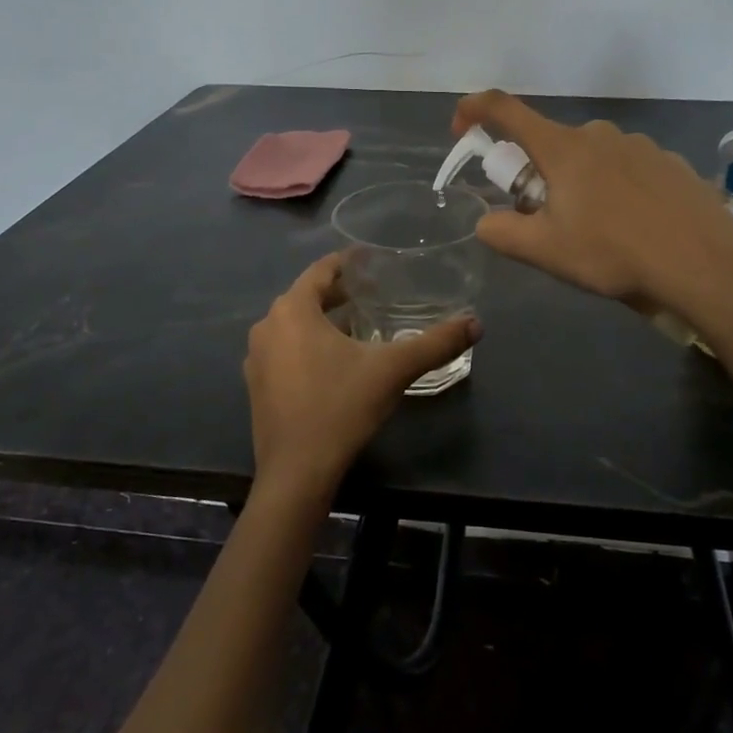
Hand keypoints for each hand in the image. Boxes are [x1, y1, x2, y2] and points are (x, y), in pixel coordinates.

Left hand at [244, 253, 479, 500]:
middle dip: (339, 293)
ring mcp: (256, 357)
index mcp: (292, 310)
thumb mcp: (393, 370)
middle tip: (375, 292)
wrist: (296, 473)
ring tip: (359, 324)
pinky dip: (308, 344)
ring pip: (295, 324)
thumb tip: (475, 323)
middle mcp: (268, 326)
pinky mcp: (257, 384)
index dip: (348, 262)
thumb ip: (435, 343)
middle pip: (307, 296)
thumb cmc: (340, 407)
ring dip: (323, 320)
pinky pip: (285, 349)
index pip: (321, 271)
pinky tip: (335, 361)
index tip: (372, 260)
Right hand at [453, 89, 732, 316]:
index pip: (506, 110)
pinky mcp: (669, 163)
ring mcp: (639, 146)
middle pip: (550, 144)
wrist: (704, 264)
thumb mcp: (546, 251)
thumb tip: (487, 222)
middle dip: (537, 175)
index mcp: (562, 148)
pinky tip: (634, 228)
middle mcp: (598, 134)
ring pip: (590, 159)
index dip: (475, 110)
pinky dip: (616, 190)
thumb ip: (503, 233)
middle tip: (546, 220)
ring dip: (579, 184)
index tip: (461, 126)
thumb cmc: (614, 253)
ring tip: (597, 233)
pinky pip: (626, 169)